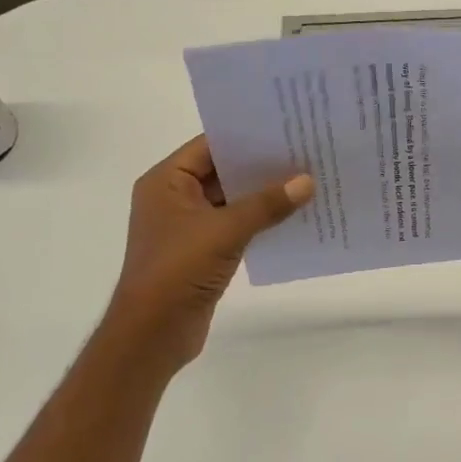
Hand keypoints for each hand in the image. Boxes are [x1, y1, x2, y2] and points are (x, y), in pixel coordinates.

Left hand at [104, 136, 313, 368]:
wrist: (153, 333)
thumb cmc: (178, 270)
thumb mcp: (225, 231)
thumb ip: (266, 204)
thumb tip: (307, 181)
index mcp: (166, 181)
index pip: (209, 146)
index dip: (245, 137)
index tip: (285, 128)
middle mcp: (174, 198)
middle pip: (222, 172)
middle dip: (261, 166)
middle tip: (305, 152)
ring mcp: (188, 227)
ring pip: (231, 201)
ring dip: (263, 196)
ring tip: (306, 182)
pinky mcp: (201, 252)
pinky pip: (235, 227)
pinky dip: (259, 221)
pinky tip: (292, 217)